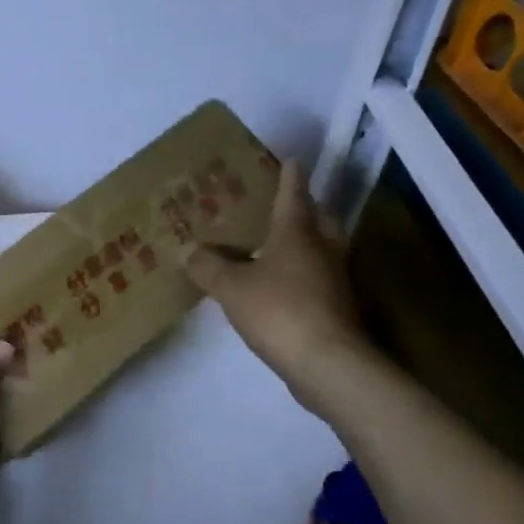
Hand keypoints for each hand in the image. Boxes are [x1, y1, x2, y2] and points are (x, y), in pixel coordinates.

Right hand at [183, 158, 373, 413]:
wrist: (328, 364)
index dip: (290, 176)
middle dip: (307, 207)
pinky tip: (282, 285)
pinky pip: (319, 279)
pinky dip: (304, 274)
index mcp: (296, 232)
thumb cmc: (279, 310)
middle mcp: (321, 249)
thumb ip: (207, 266)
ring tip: (280, 242)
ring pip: (323, 249)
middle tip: (287, 202)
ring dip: (307, 241)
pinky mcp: (337, 308)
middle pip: (319, 218)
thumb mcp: (231, 287)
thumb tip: (186, 248)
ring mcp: (334, 280)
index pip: (293, 193)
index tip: (291, 159)